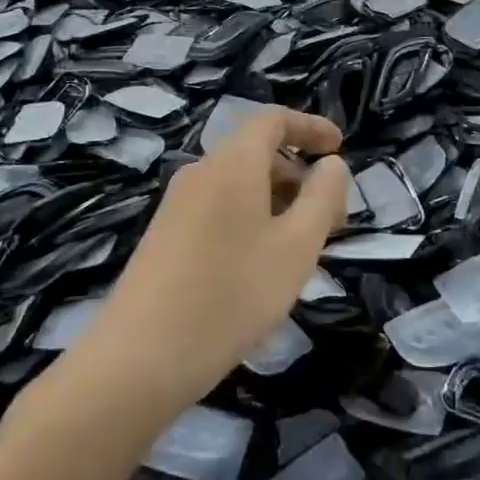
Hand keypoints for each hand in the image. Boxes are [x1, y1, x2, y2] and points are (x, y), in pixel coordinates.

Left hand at [76, 108, 349, 415]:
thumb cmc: (232, 295)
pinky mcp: (164, 236)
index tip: (340, 147)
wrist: (139, 359)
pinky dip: (250, 220)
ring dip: (277, 202)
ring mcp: (176, 205)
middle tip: (331, 220)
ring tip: (302, 250)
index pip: (273, 120)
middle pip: (256, 153)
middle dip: (299, 176)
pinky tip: (261, 268)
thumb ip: (322, 198)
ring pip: (238, 186)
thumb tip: (331, 164)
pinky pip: (218, 209)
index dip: (310, 127)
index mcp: (232, 162)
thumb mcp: (296, 247)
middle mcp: (200, 172)